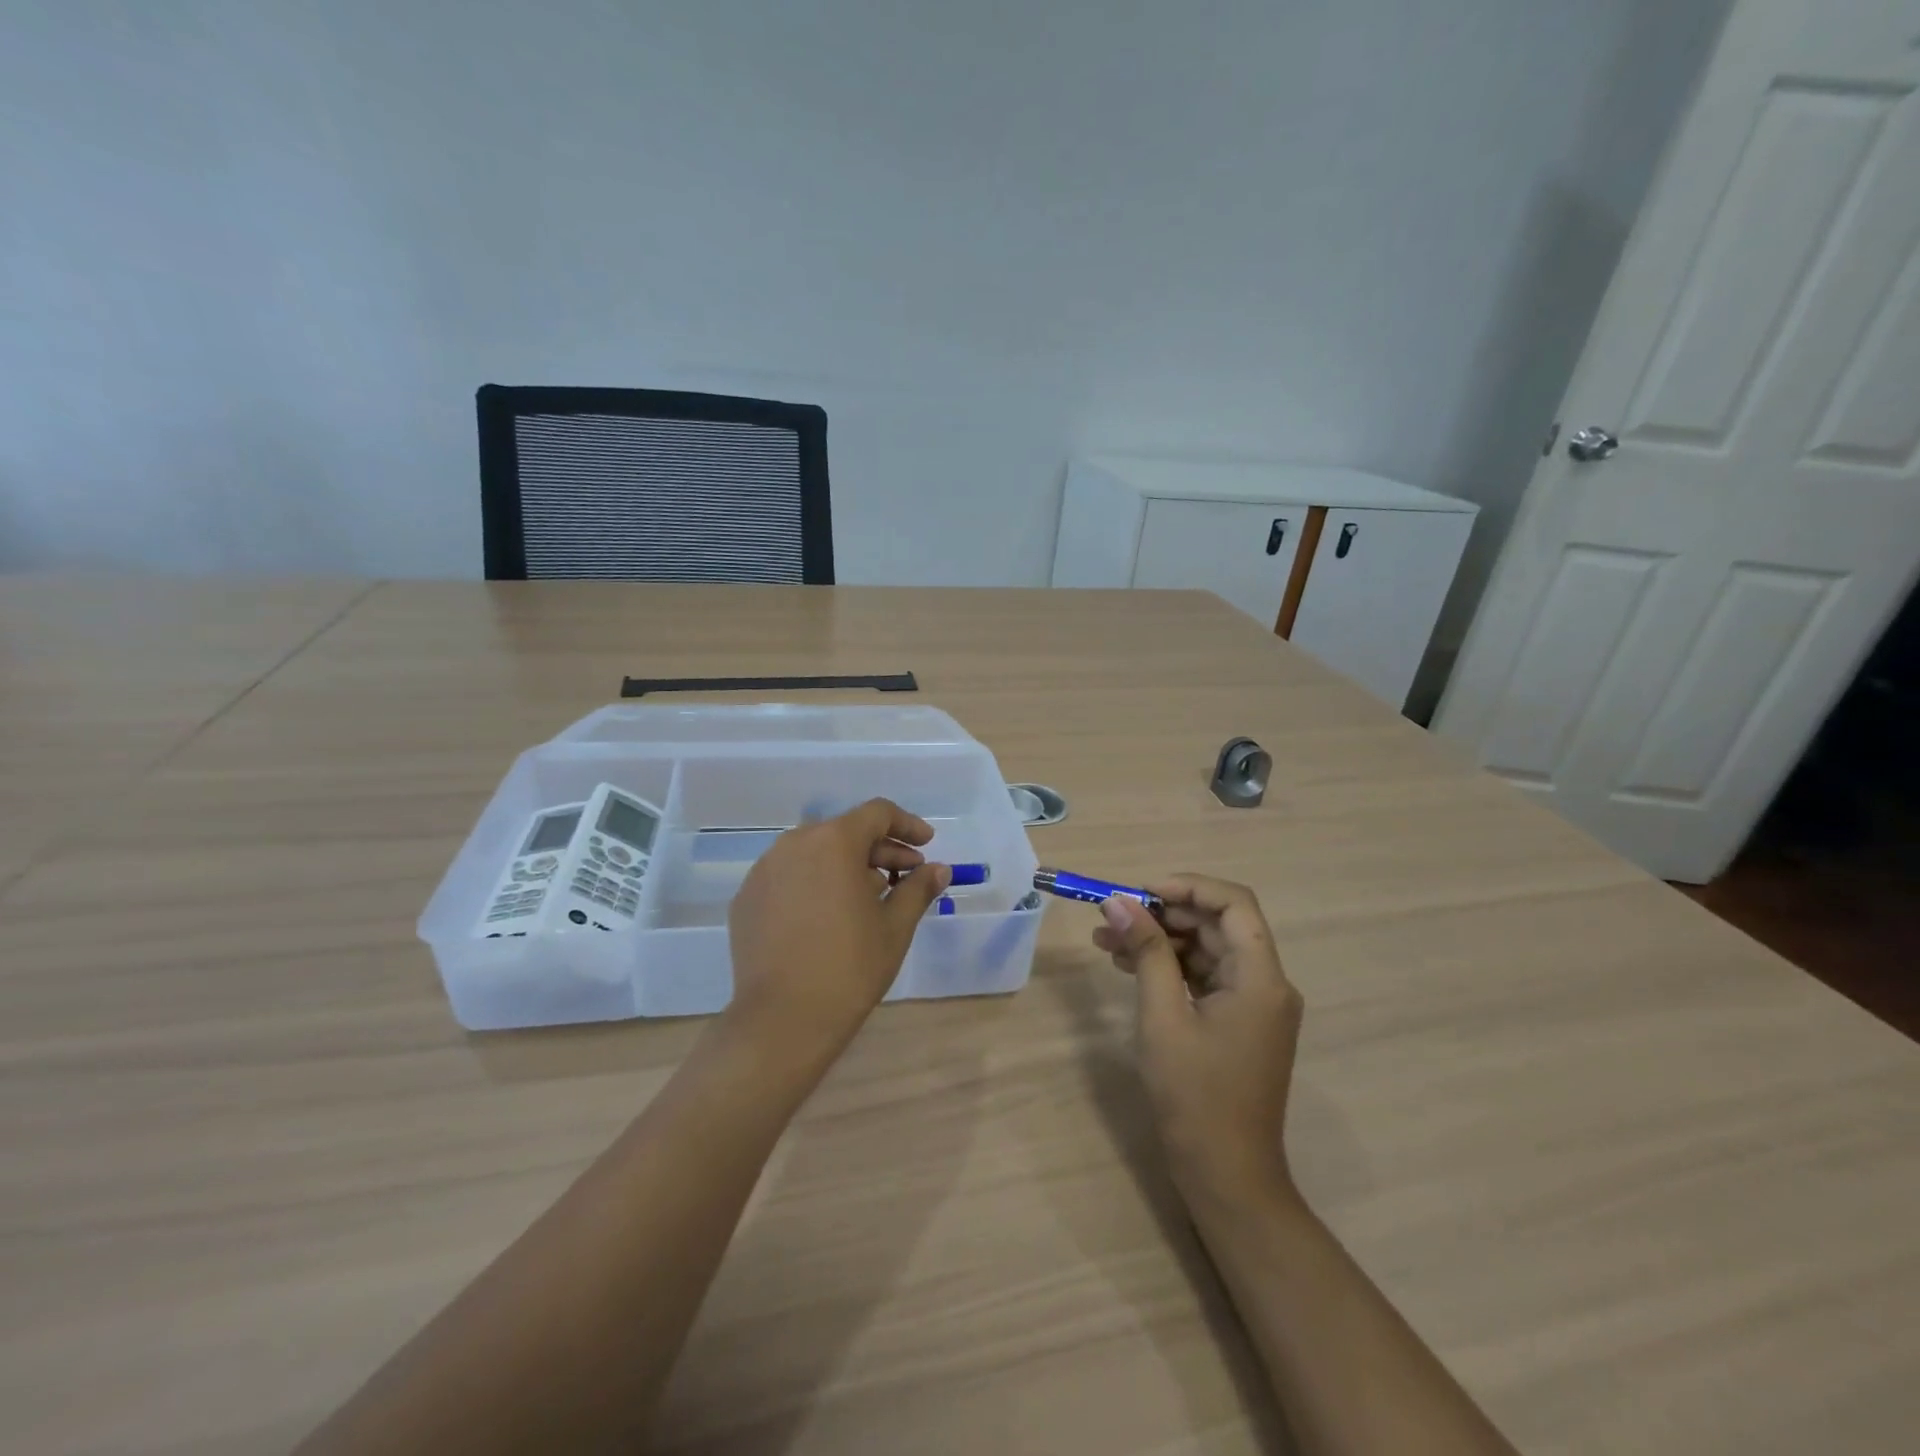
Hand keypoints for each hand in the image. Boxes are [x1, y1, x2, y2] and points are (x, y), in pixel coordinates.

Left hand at [725, 798, 950, 1059]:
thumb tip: (939, 869)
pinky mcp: (746, 898)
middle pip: (845, 832)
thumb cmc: (850, 966)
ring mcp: (764, 871)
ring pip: (815, 853)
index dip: (907, 825)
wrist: (782, 1020)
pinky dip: (814, 885)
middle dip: (880, 850)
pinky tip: (828, 917)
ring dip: (846, 866)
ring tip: (868, 899)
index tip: (926, 845)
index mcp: (834, 841)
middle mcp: (794, 844)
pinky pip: (789, 877)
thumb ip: (918, 889)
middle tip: (906, 877)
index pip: (877, 813)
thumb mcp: (895, 926)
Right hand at [1093, 876, 1302, 1208]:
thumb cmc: (1195, 1096)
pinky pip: (1205, 977)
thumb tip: (1119, 901)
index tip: (1141, 892)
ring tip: (1107, 941)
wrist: (1226, 1176)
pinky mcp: (1239, 1022)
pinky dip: (1170, 967)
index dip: (1188, 886)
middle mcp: (1266, 983)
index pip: (1234, 904)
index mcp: (1260, 978)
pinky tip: (1128, 966)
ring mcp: (1254, 1005)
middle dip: (1164, 913)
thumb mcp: (1163, 1017)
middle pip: (1218, 925)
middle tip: (1114, 917)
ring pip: (1207, 950)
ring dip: (1160, 940)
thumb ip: (1146, 952)